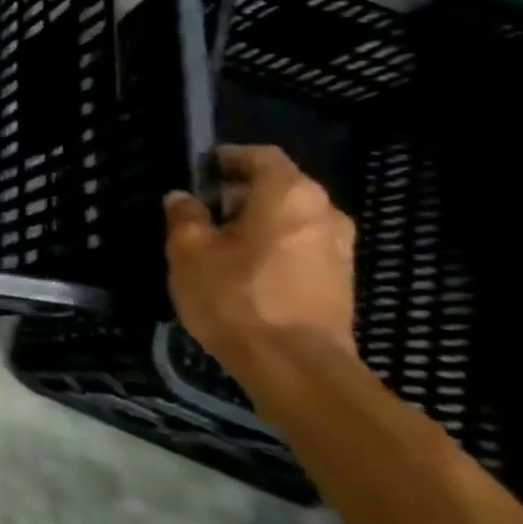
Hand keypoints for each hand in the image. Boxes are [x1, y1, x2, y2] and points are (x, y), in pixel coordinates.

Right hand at [164, 144, 356, 376]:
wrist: (295, 367)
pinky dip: (273, 245)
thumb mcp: (188, 251)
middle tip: (202, 208)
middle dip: (240, 192)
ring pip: (292, 218)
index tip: (199, 170)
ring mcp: (339, 249)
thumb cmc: (235, 296)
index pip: (261, 156)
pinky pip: (301, 246)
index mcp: (288, 195)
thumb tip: (182, 198)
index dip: (228, 157)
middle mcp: (324, 213)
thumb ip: (184, 217)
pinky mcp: (340, 280)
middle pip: (280, 186)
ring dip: (257, 221)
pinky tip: (243, 268)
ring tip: (219, 241)